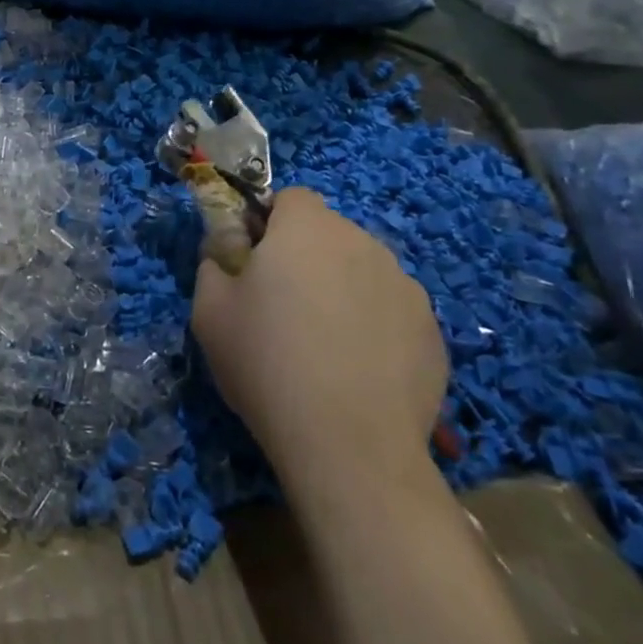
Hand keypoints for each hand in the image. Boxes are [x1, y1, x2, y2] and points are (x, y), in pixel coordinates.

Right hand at [192, 187, 447, 494]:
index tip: (255, 263)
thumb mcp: (209, 310)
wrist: (350, 446)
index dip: (270, 222)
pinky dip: (375, 327)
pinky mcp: (433, 332)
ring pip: (363, 270)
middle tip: (283, 307)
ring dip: (342, 289)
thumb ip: (213, 262)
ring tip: (325, 345)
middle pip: (329, 233)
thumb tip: (226, 252)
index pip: (291, 197)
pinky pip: (392, 311)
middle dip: (306, 256)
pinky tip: (358, 371)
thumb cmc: (267, 363)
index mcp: (307, 228)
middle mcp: (363, 242)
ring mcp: (406, 287)